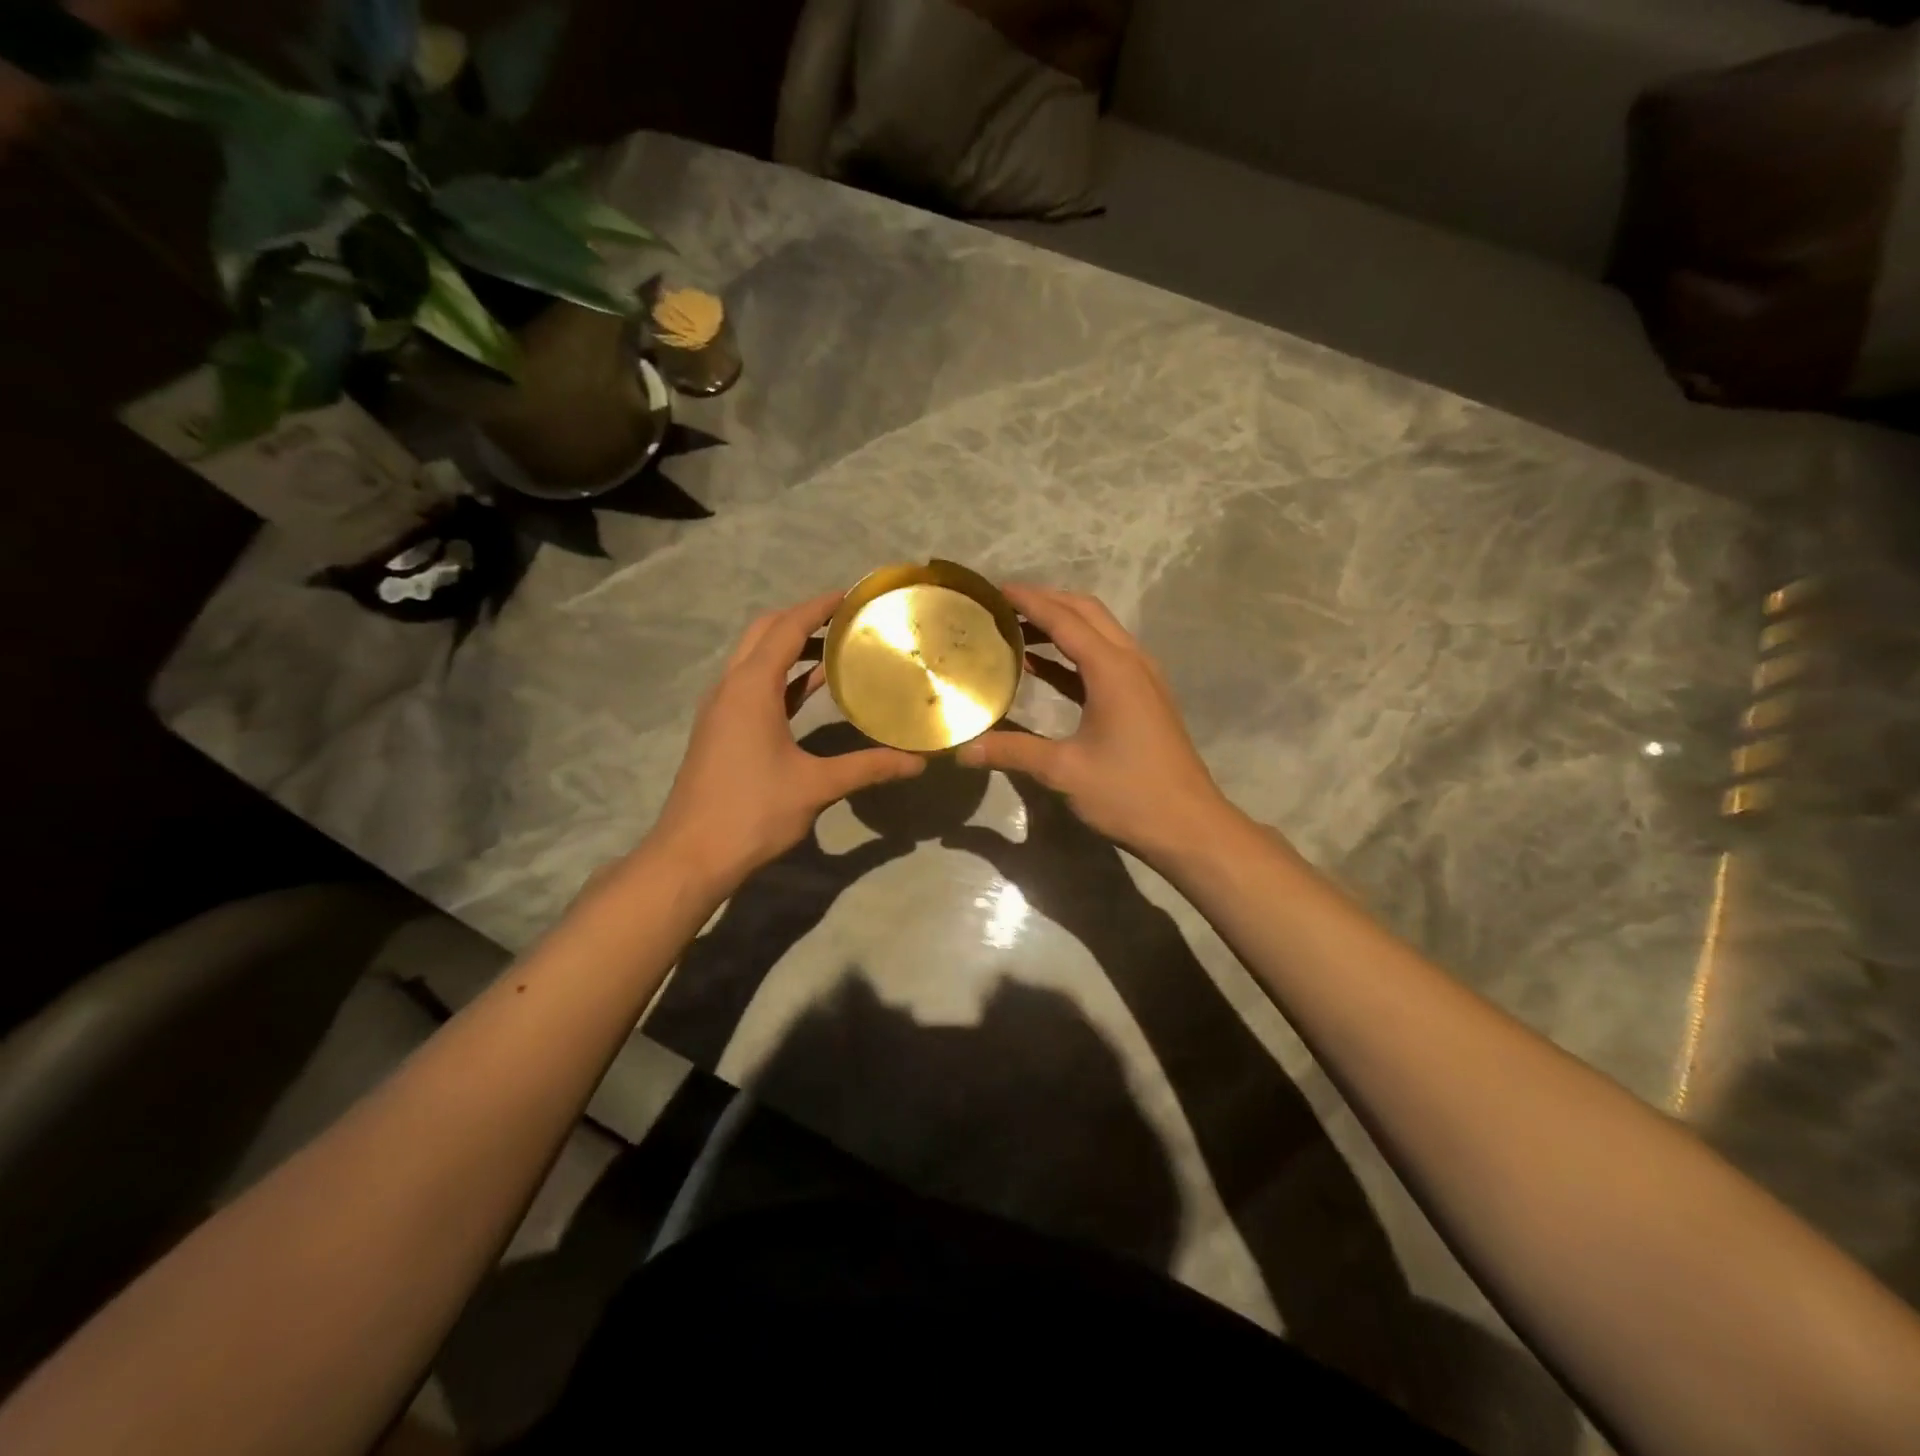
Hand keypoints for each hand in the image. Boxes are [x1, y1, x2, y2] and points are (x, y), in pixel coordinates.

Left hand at [651, 592, 925, 892]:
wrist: (691, 855)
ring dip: (791, 647)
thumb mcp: (816, 787)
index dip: (819, 607)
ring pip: (756, 659)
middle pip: (765, 633)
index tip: (853, 596)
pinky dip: (782, 678)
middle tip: (847, 620)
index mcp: (750, 688)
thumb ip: (868, 767)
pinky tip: (812, 690)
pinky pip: (754, 686)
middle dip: (803, 619)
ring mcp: (721, 709)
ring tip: (837, 648)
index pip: (787, 628)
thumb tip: (917, 762)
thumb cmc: (752, 812)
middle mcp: (731, 687)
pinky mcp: (721, 730)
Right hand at [957, 585, 1238, 862]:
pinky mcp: (1144, 699)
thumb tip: (963, 749)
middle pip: (1087, 613)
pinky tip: (1042, 669)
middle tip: (1004, 607)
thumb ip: (1012, 751)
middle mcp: (1131, 662)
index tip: (996, 590)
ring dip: (1062, 626)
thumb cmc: (1128, 794)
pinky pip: (1105, 659)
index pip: (1064, 620)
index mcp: (1112, 670)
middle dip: (1047, 602)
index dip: (1029, 601)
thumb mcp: (1064, 771)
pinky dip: (1073, 654)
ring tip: (1017, 631)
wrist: (1189, 827)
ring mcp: (1142, 679)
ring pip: (1100, 633)